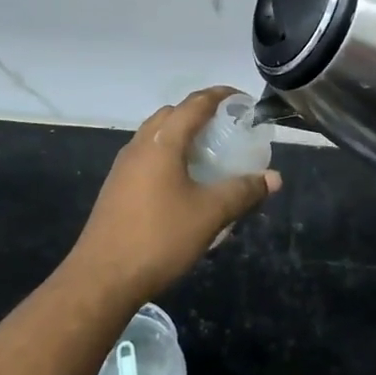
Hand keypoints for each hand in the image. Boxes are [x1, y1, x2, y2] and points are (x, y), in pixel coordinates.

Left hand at [66, 88, 281, 304]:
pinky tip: (183, 183)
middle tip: (228, 128)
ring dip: (182, 135)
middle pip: (173, 114)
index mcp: (162, 141)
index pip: (195, 103)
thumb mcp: (209, 215)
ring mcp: (124, 166)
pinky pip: (148, 156)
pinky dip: (169, 154)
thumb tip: (274, 178)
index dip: (221, 95)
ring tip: (208, 154)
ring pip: (157, 135)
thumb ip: (243, 192)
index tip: (243, 100)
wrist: (101, 278)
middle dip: (201, 113)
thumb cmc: (159, 238)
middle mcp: (140, 144)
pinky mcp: (116, 186)